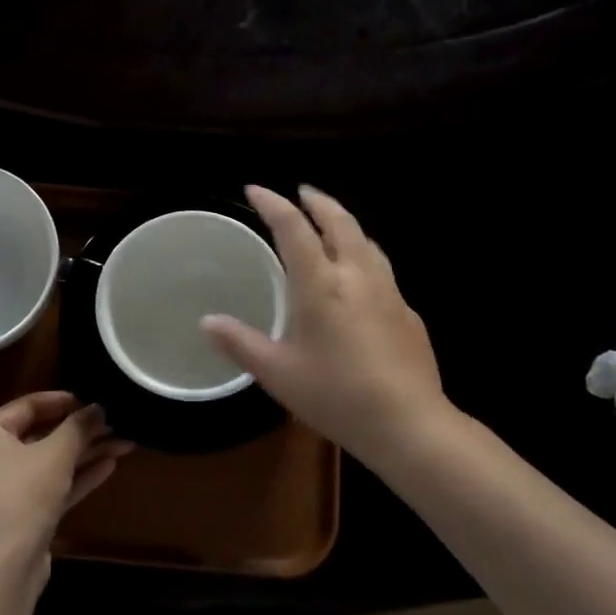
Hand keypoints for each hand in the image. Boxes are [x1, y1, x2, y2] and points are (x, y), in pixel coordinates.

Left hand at [0, 391, 132, 575]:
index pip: (26, 405)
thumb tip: (98, 407)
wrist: (3, 568)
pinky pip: (54, 485)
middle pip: (42, 434)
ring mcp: (9, 489)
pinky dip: (79, 476)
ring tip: (124, 440)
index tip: (91, 398)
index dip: (60, 400)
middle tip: (115, 420)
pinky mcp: (25, 515)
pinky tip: (110, 465)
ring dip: (86, 452)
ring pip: (52, 461)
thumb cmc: (22, 496)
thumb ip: (78, 426)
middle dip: (81, 429)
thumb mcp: (55, 454)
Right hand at [202, 185, 449, 458]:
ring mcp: (388, 292)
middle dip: (318, 201)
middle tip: (302, 192)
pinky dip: (363, 255)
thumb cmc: (336, 395)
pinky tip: (359, 278)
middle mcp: (357, 276)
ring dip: (345, 224)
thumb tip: (207, 322)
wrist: (409, 424)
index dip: (273, 204)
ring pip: (367, 242)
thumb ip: (241, 343)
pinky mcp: (408, 313)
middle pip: (340, 222)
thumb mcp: (278, 374)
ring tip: (331, 224)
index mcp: (321, 284)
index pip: (294, 228)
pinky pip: (381, 269)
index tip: (255, 190)